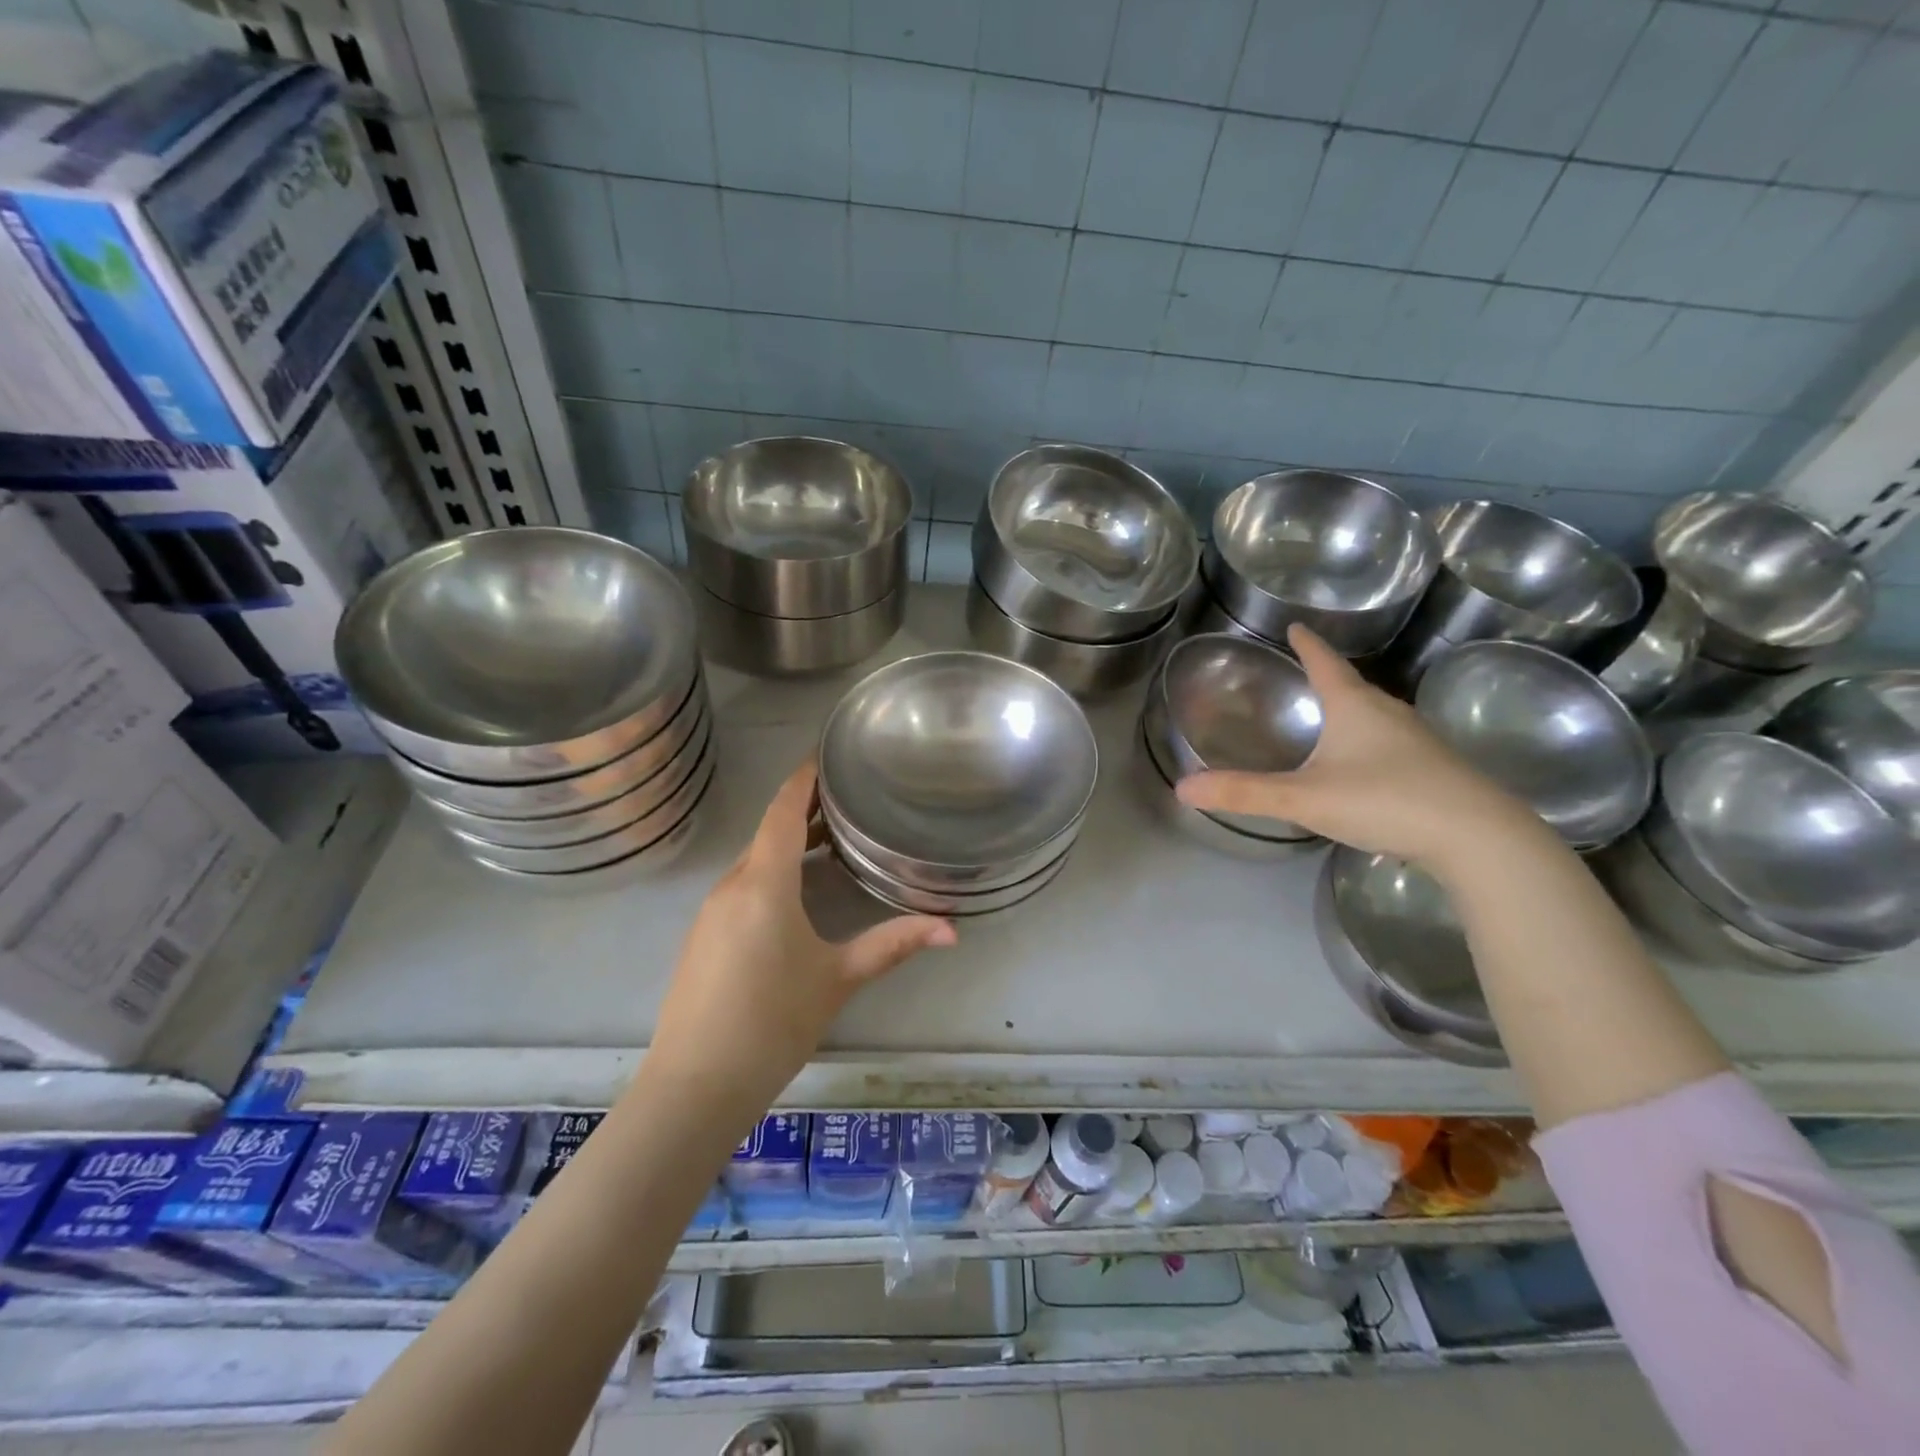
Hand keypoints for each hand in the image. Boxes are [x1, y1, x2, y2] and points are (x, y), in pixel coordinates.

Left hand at [650, 761, 955, 1097]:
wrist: (696, 1084)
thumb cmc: (773, 1022)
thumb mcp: (839, 978)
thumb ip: (894, 945)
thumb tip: (953, 929)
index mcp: (763, 883)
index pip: (782, 811)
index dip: (802, 779)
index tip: (825, 754)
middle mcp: (731, 886)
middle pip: (768, 832)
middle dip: (803, 810)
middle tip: (846, 798)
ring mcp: (711, 912)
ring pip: (753, 860)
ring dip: (787, 842)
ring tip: (829, 838)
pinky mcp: (703, 936)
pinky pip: (741, 885)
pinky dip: (770, 870)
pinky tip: (795, 891)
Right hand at [1175, 625, 1538, 872]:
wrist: (1478, 837)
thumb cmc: (1385, 801)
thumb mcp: (1304, 798)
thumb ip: (1244, 793)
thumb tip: (1182, 787)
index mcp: (1354, 706)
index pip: (1324, 663)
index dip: (1307, 645)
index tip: (1295, 626)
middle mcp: (1389, 713)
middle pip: (1352, 686)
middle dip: (1328, 677)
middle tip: (1306, 672)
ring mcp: (1418, 740)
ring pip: (1377, 715)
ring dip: (1353, 709)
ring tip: (1333, 715)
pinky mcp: (1437, 767)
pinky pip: (1394, 742)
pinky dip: (1372, 741)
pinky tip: (1368, 764)